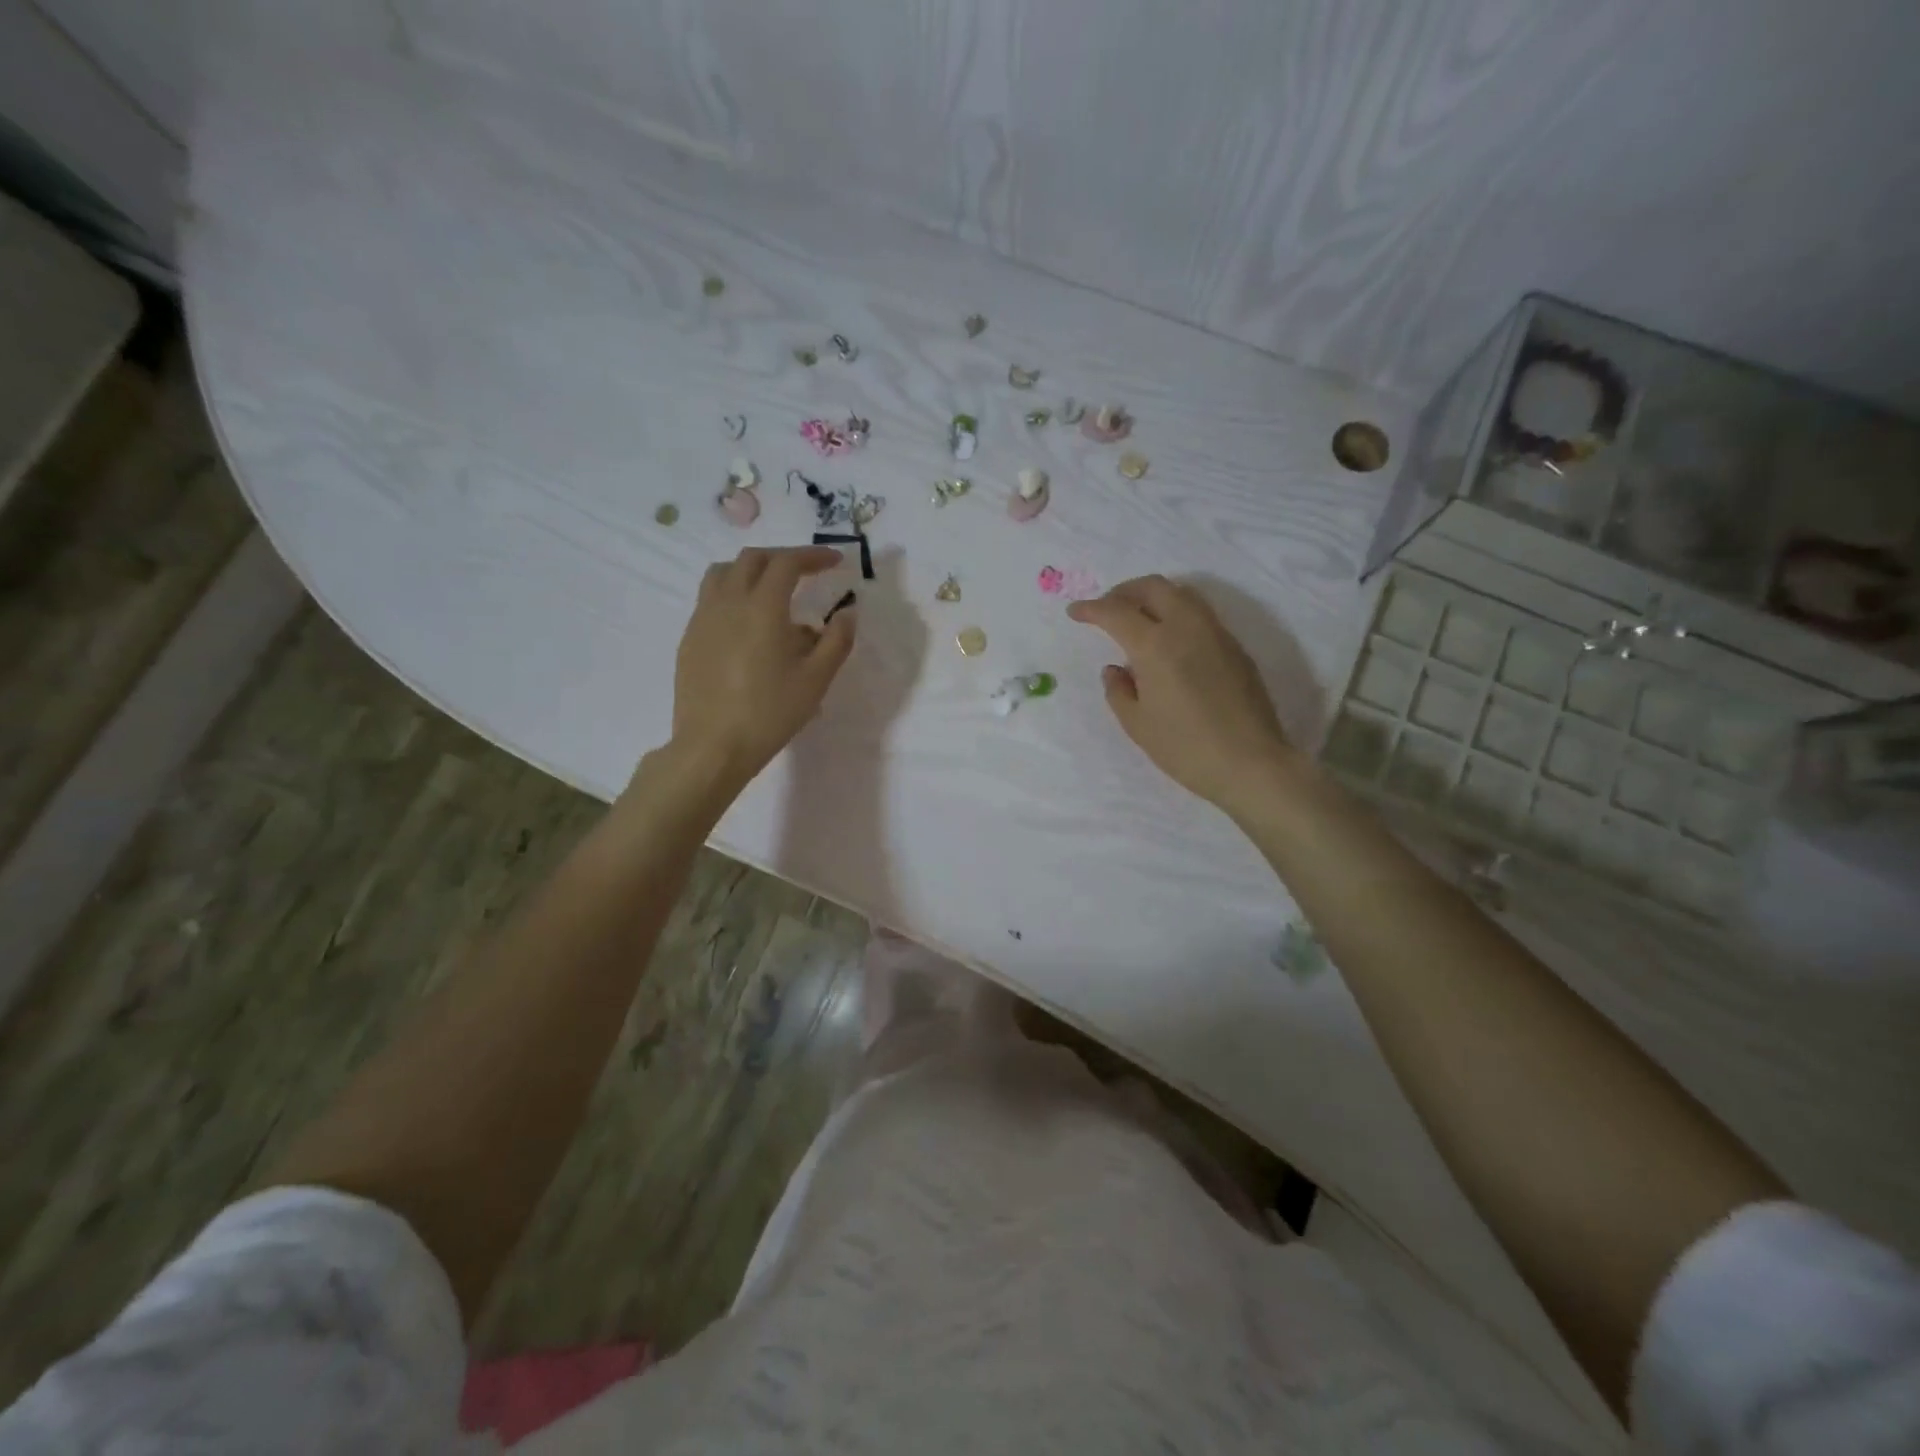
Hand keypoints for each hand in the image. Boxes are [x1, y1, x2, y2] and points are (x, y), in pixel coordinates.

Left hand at [668, 546, 854, 789]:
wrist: (713, 745)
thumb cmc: (770, 713)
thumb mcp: (816, 680)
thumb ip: (837, 640)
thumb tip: (847, 613)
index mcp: (762, 607)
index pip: (787, 563)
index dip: (813, 556)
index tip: (835, 561)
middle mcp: (728, 601)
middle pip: (753, 559)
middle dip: (783, 558)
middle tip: (807, 572)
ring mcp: (703, 618)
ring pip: (724, 572)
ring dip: (752, 570)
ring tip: (771, 589)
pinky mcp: (690, 638)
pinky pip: (710, 598)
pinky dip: (733, 593)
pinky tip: (747, 623)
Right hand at [1068, 575, 1293, 807]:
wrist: (1250, 763)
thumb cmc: (1185, 748)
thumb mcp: (1137, 724)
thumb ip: (1118, 691)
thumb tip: (1115, 670)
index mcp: (1155, 645)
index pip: (1116, 612)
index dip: (1091, 609)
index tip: (1075, 612)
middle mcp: (1186, 627)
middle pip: (1153, 587)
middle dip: (1123, 591)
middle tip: (1107, 608)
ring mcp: (1216, 633)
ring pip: (1181, 593)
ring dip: (1153, 596)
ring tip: (1138, 618)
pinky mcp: (1235, 647)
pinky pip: (1200, 613)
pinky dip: (1176, 612)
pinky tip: (1169, 639)